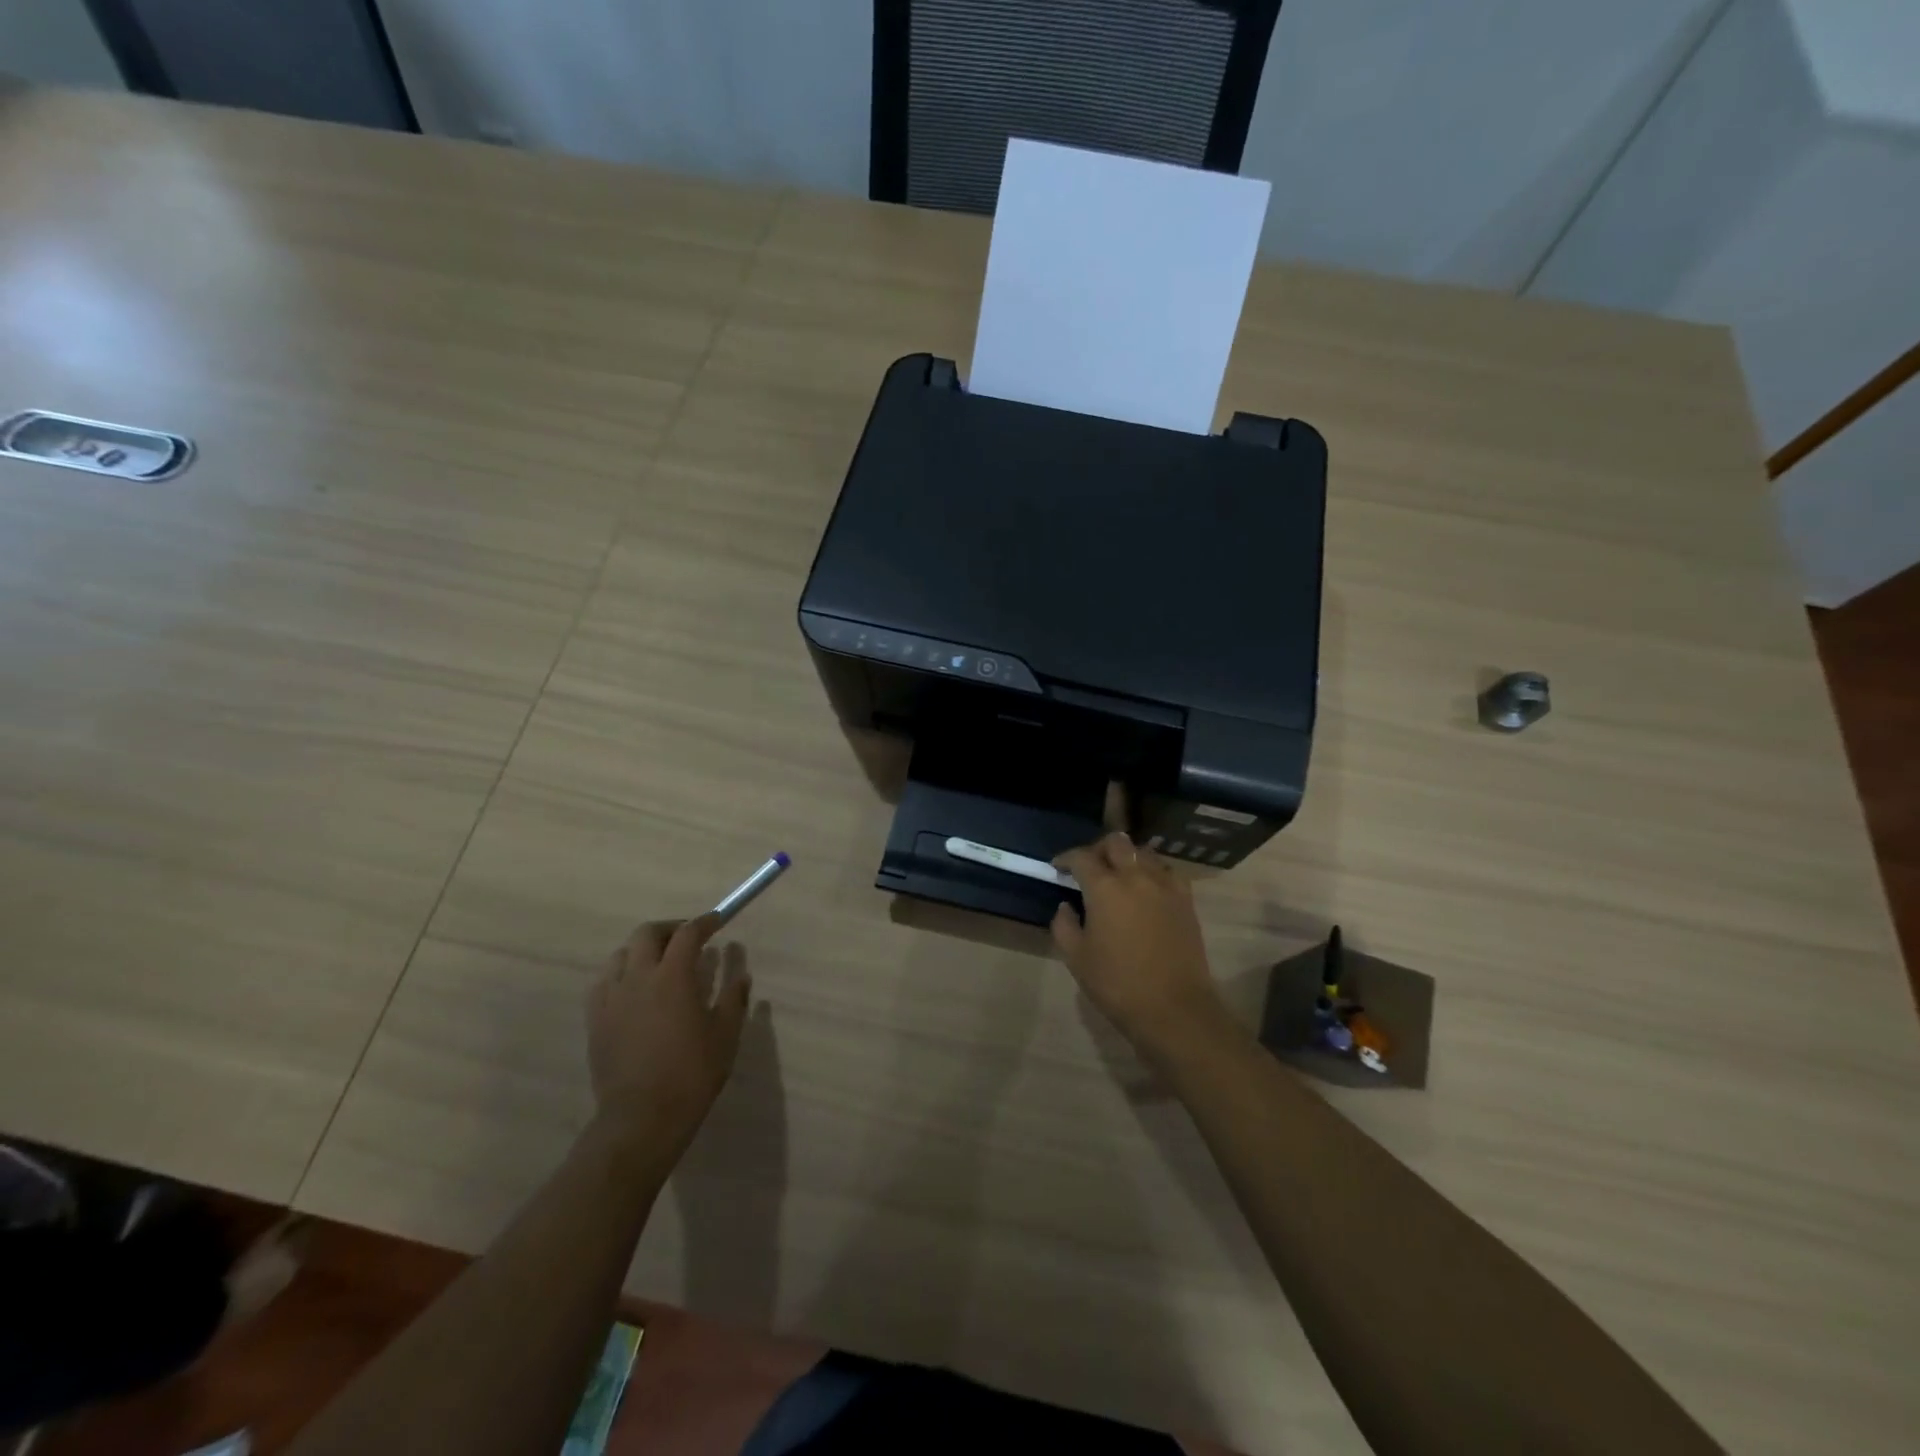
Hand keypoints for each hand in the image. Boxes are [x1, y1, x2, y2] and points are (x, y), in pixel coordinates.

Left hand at [587, 917, 749, 1155]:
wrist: (642, 1117)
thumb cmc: (692, 1073)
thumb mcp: (726, 1034)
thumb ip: (734, 997)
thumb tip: (740, 973)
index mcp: (673, 976)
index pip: (688, 933)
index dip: (705, 923)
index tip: (717, 921)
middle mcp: (639, 977)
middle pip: (647, 933)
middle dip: (670, 929)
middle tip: (688, 939)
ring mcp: (612, 997)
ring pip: (622, 954)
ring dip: (643, 950)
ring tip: (659, 963)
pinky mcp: (595, 1019)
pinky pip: (604, 982)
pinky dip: (622, 974)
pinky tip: (634, 990)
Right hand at [1052, 833, 1233, 1065]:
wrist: (1174, 1008)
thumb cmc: (1118, 984)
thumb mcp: (1076, 958)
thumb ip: (1064, 925)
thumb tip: (1067, 906)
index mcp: (1105, 888)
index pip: (1082, 857)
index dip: (1066, 858)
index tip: (1058, 868)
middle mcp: (1136, 876)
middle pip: (1116, 843)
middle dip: (1098, 849)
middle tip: (1089, 866)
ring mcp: (1165, 886)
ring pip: (1144, 852)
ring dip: (1127, 857)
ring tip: (1118, 875)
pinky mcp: (1185, 900)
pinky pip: (1167, 872)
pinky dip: (1152, 871)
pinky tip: (1146, 889)